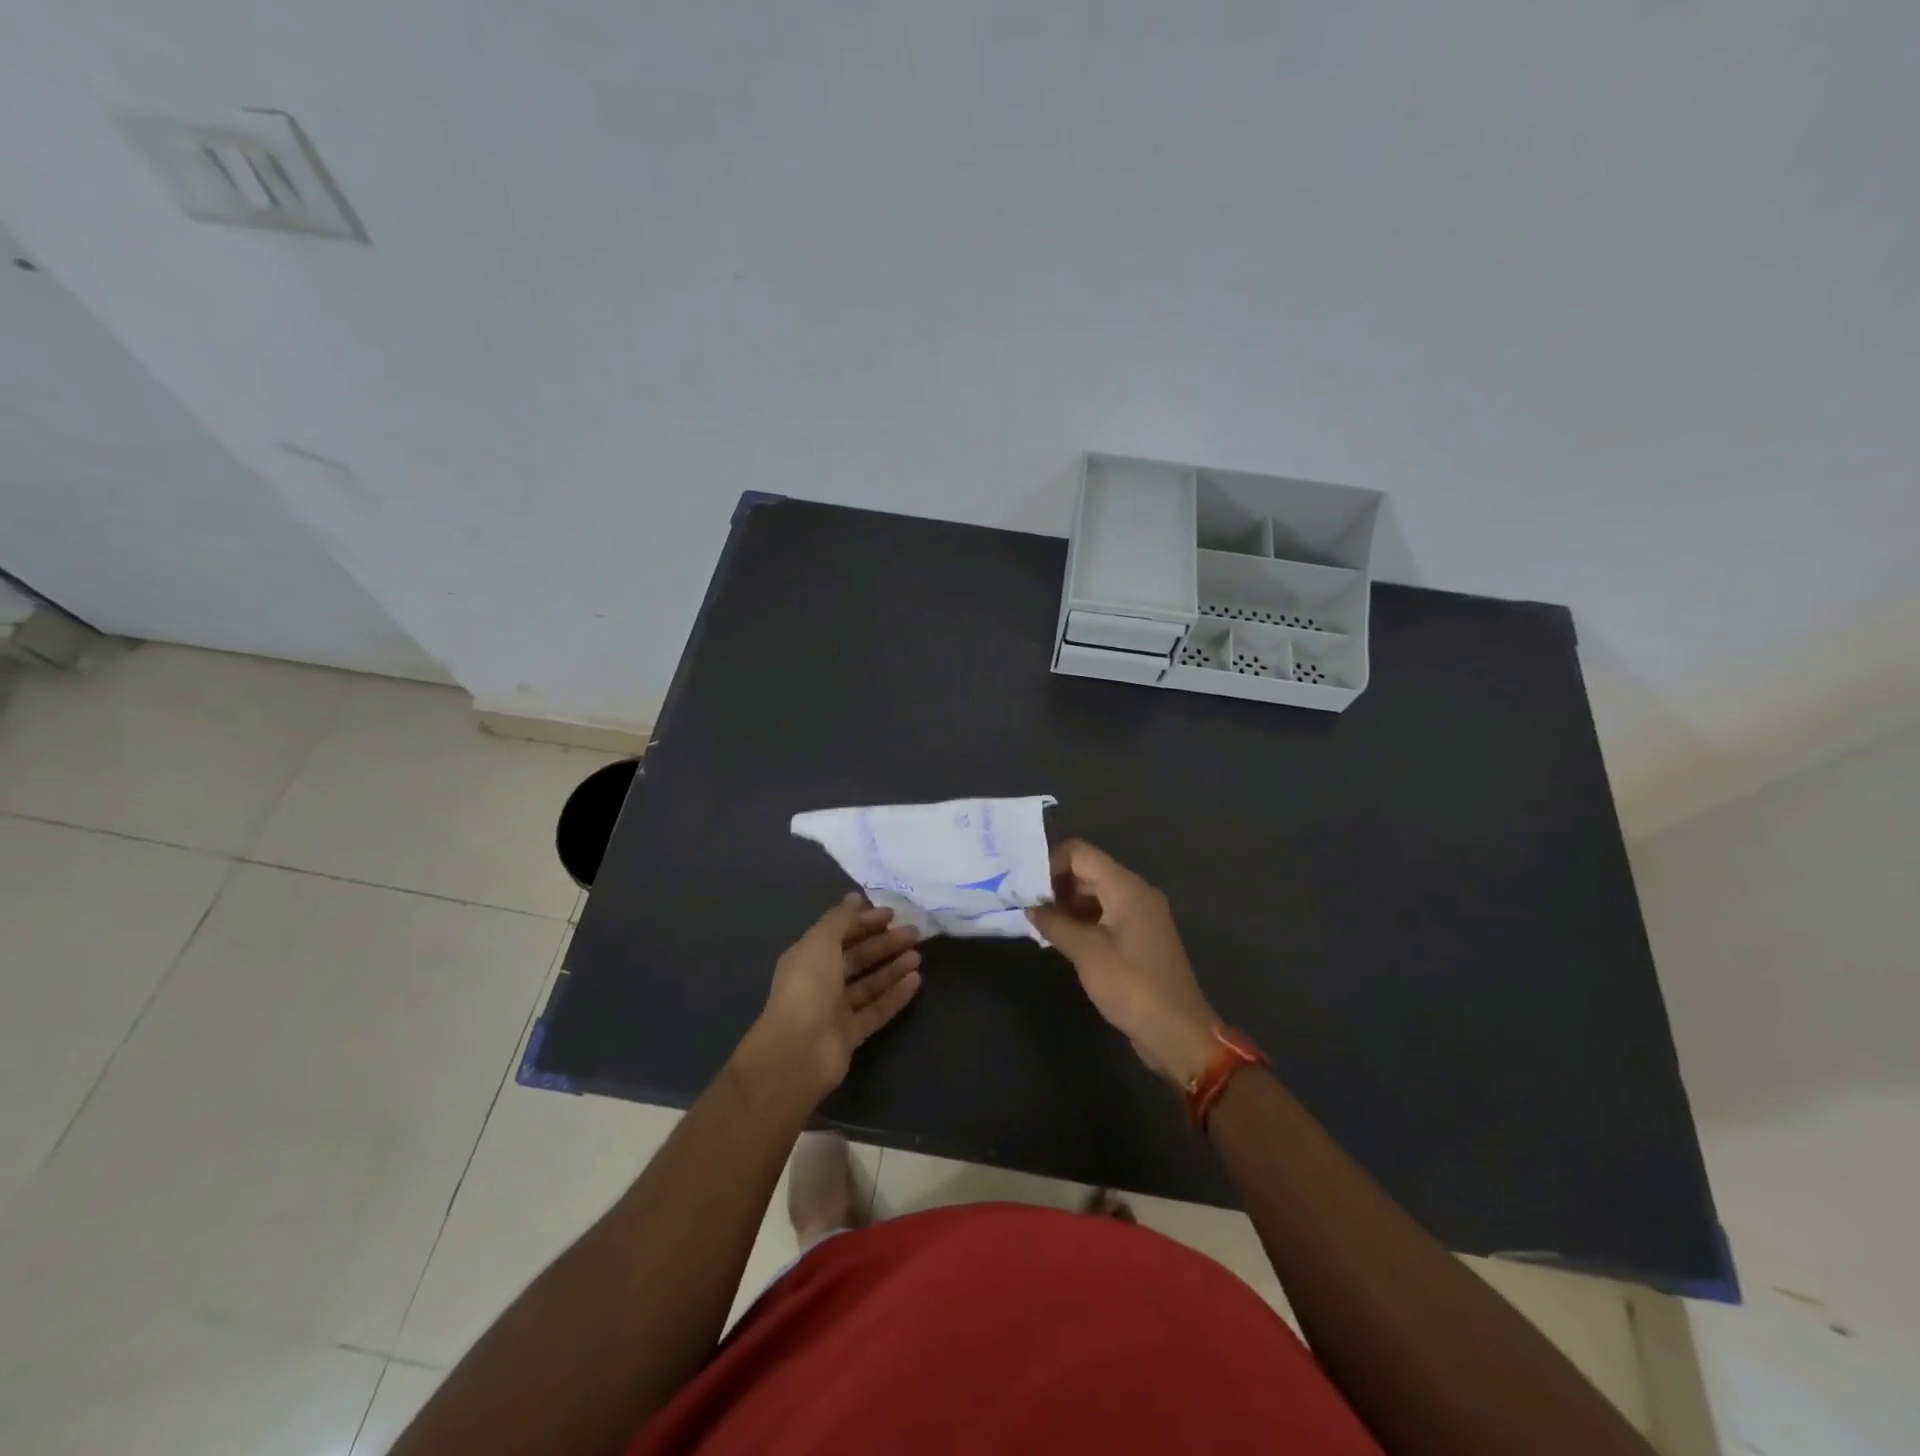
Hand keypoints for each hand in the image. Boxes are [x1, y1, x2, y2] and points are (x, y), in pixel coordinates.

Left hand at [746, 895, 922, 1097]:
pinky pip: (877, 1009)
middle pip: (857, 957)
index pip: (840, 933)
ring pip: (869, 983)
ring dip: (893, 968)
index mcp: (808, 957)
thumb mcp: (821, 942)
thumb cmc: (808, 987)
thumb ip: (840, 919)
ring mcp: (836, 1009)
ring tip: (918, 956)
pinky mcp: (851, 1034)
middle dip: (884, 943)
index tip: (892, 914)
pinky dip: (895, 995)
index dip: (864, 922)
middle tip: (914, 933)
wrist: (798, 1050)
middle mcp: (821, 981)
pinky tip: (916, 981)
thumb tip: (855, 897)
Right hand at [1028, 840, 1219, 1086]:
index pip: (1081, 853)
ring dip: (1067, 904)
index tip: (1027, 888)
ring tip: (1039, 923)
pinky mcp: (1140, 938)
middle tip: (1026, 906)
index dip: (1050, 863)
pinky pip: (1106, 915)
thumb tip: (1031, 908)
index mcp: (1126, 887)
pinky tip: (1061, 938)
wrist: (1177, 1032)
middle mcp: (1136, 892)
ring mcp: (1140, 916)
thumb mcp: (1086, 952)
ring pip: (1096, 894)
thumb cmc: (1131, 985)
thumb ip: (1055, 924)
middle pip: (1089, 871)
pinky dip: (1083, 920)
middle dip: (1056, 884)